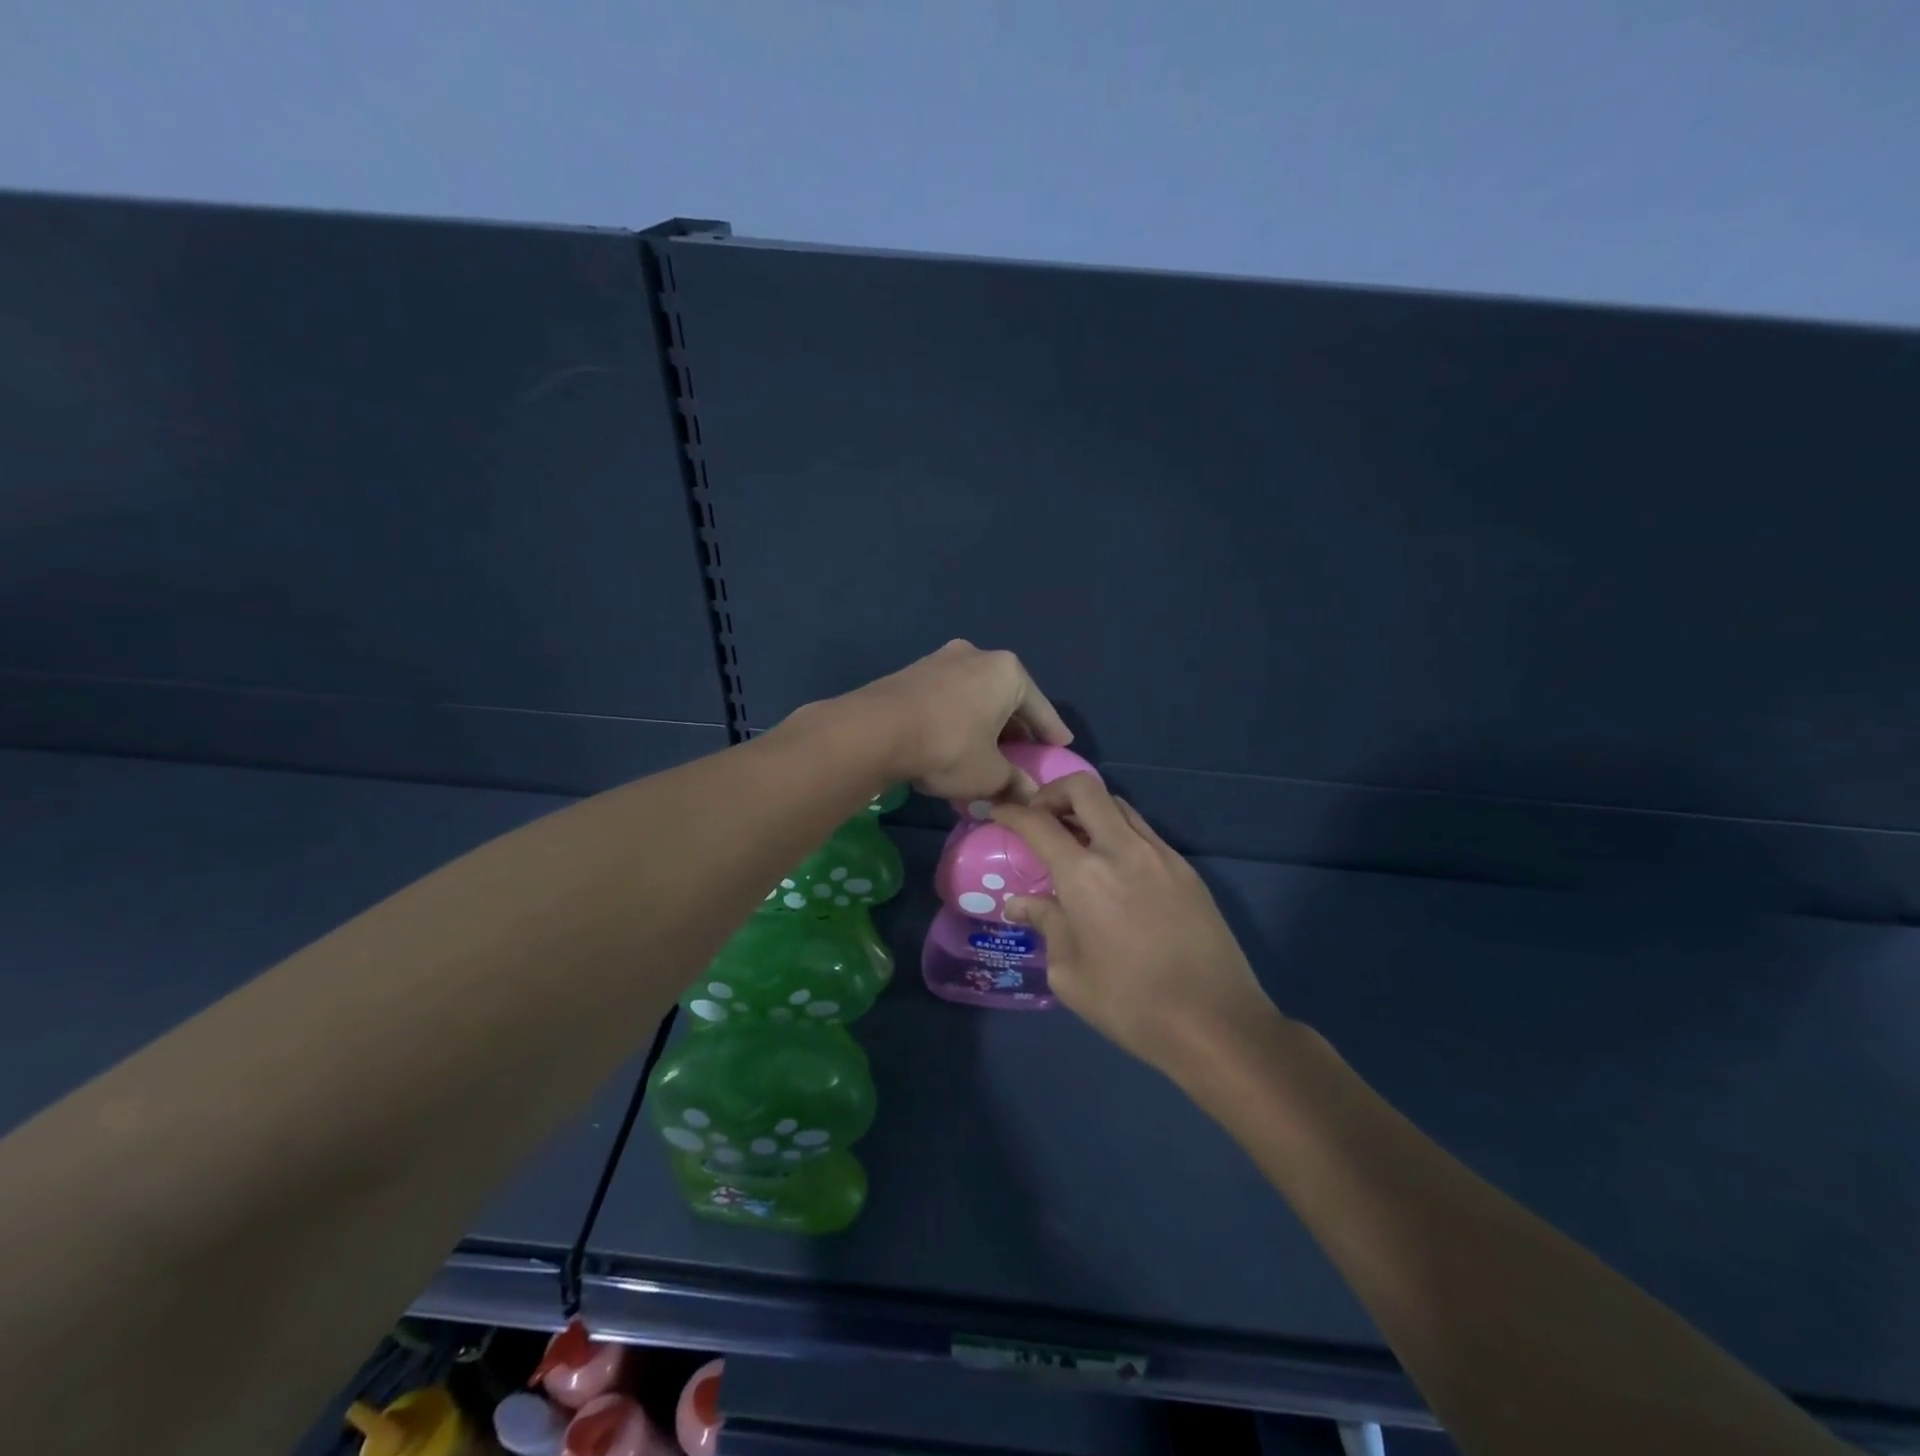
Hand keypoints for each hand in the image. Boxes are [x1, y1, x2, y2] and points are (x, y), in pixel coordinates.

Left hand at [835, 640, 1073, 804]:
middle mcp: (977, 655)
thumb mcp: (989, 774)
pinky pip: (949, 695)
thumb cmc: (948, 747)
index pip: (1040, 707)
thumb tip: (1031, 797)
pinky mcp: (912, 671)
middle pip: (1007, 695)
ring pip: (975, 693)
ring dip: (984, 718)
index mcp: (1007, 672)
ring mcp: (941, 659)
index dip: (1051, 731)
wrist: (876, 730)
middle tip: (1024, 748)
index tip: (1061, 744)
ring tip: (988, 744)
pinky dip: (959, 715)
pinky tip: (955, 736)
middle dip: (1016, 724)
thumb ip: (1015, 783)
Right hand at [992, 774, 1278, 1077]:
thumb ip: (1045, 924)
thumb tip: (1020, 903)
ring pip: (1118, 805)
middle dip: (1054, 792)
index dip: (1012, 811)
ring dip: (1089, 810)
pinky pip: (1144, 832)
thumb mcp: (1069, 974)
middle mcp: (1122, 850)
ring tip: (1075, 842)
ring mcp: (1161, 855)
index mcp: (1085, 876)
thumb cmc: (1130, 1005)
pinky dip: (1118, 833)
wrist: (1215, 1023)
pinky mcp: (1186, 869)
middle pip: (1085, 788)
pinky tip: (1113, 869)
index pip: (1038, 823)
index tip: (998, 811)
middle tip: (1041, 817)